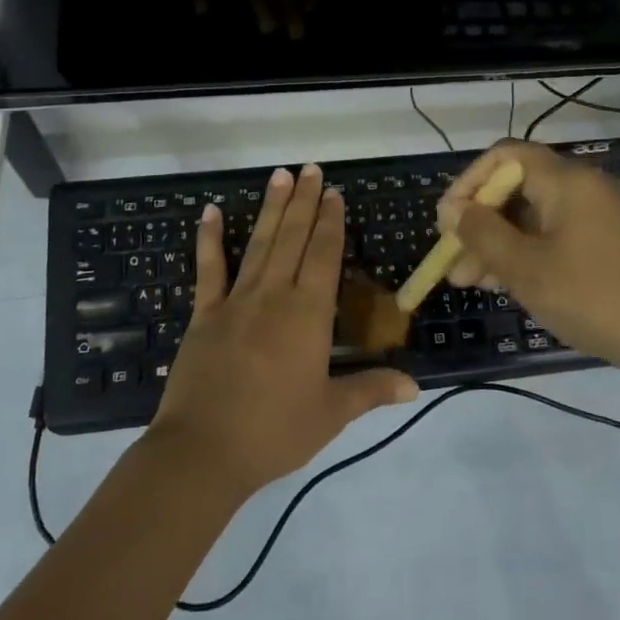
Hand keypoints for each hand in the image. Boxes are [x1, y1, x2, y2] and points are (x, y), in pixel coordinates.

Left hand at [150, 164, 418, 497]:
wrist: (204, 451)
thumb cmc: (275, 432)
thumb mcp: (331, 413)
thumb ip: (372, 390)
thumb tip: (416, 385)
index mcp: (308, 315)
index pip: (324, 256)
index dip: (330, 222)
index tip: (333, 193)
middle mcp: (273, 296)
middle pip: (292, 238)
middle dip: (304, 202)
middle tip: (310, 168)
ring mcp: (235, 301)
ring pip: (258, 244)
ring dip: (270, 208)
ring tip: (279, 175)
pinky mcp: (203, 314)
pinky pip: (208, 269)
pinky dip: (208, 239)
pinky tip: (208, 211)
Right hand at [437, 140, 619, 376]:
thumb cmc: (593, 296)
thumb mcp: (526, 268)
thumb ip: (482, 233)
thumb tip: (454, 210)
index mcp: (567, 180)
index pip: (504, 156)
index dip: (469, 182)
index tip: (448, 221)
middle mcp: (585, 187)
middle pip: (517, 189)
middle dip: (480, 224)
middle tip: (453, 263)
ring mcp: (601, 216)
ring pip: (535, 218)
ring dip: (499, 244)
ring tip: (471, 283)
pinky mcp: (611, 243)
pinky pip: (557, 235)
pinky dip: (528, 253)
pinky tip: (508, 284)